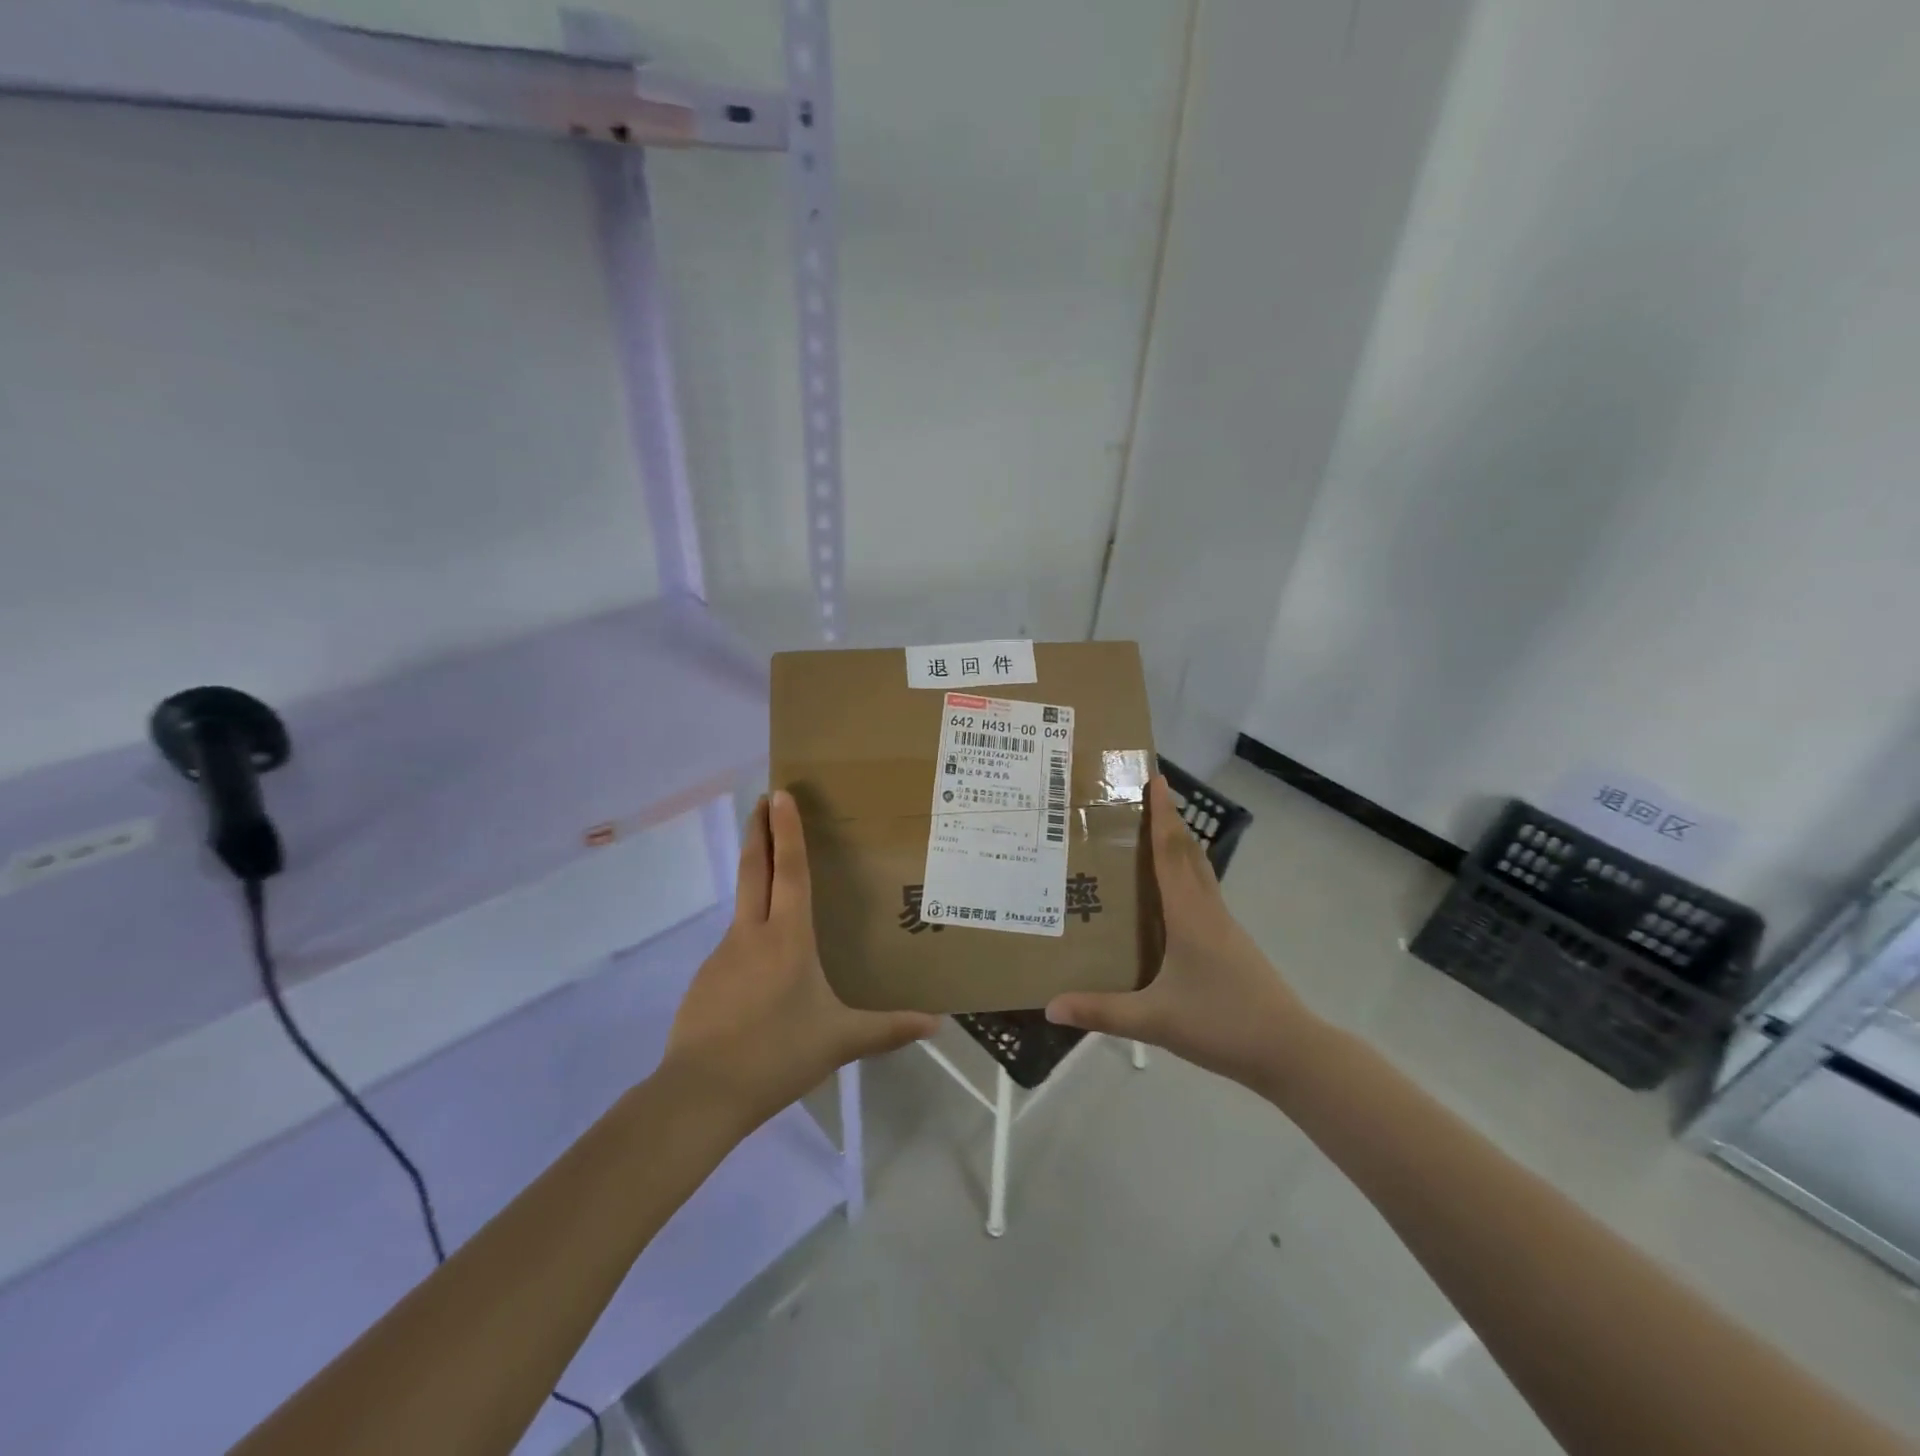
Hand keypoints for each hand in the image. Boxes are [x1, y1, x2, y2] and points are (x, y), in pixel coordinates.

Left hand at [662, 790, 938, 1129]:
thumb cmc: (778, 1053)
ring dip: (756, 880)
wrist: (701, 1093)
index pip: (790, 870)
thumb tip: (937, 1024)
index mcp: (788, 938)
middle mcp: (753, 934)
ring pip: (743, 907)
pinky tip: (762, 965)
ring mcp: (723, 956)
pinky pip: (734, 947)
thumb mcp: (840, 1040)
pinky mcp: (706, 980)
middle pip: (755, 870)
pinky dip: (749, 935)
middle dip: (760, 831)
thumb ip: (888, 1029)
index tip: (779, 794)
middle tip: (762, 800)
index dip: (788, 830)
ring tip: (777, 883)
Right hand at [1046, 775, 1316, 1096]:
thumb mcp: (1155, 1020)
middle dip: (1169, 820)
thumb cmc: (1223, 1024)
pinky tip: (1171, 894)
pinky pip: (1203, 893)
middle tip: (1145, 796)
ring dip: (1179, 845)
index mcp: (1189, 916)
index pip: (1170, 853)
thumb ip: (1102, 1011)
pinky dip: (1185, 875)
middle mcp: (1207, 911)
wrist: (1290, 1050)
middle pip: (1188, 853)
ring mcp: (1223, 927)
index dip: (1161, 815)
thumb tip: (1050, 1006)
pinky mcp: (1230, 944)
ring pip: (1199, 872)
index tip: (1156, 778)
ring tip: (1153, 833)